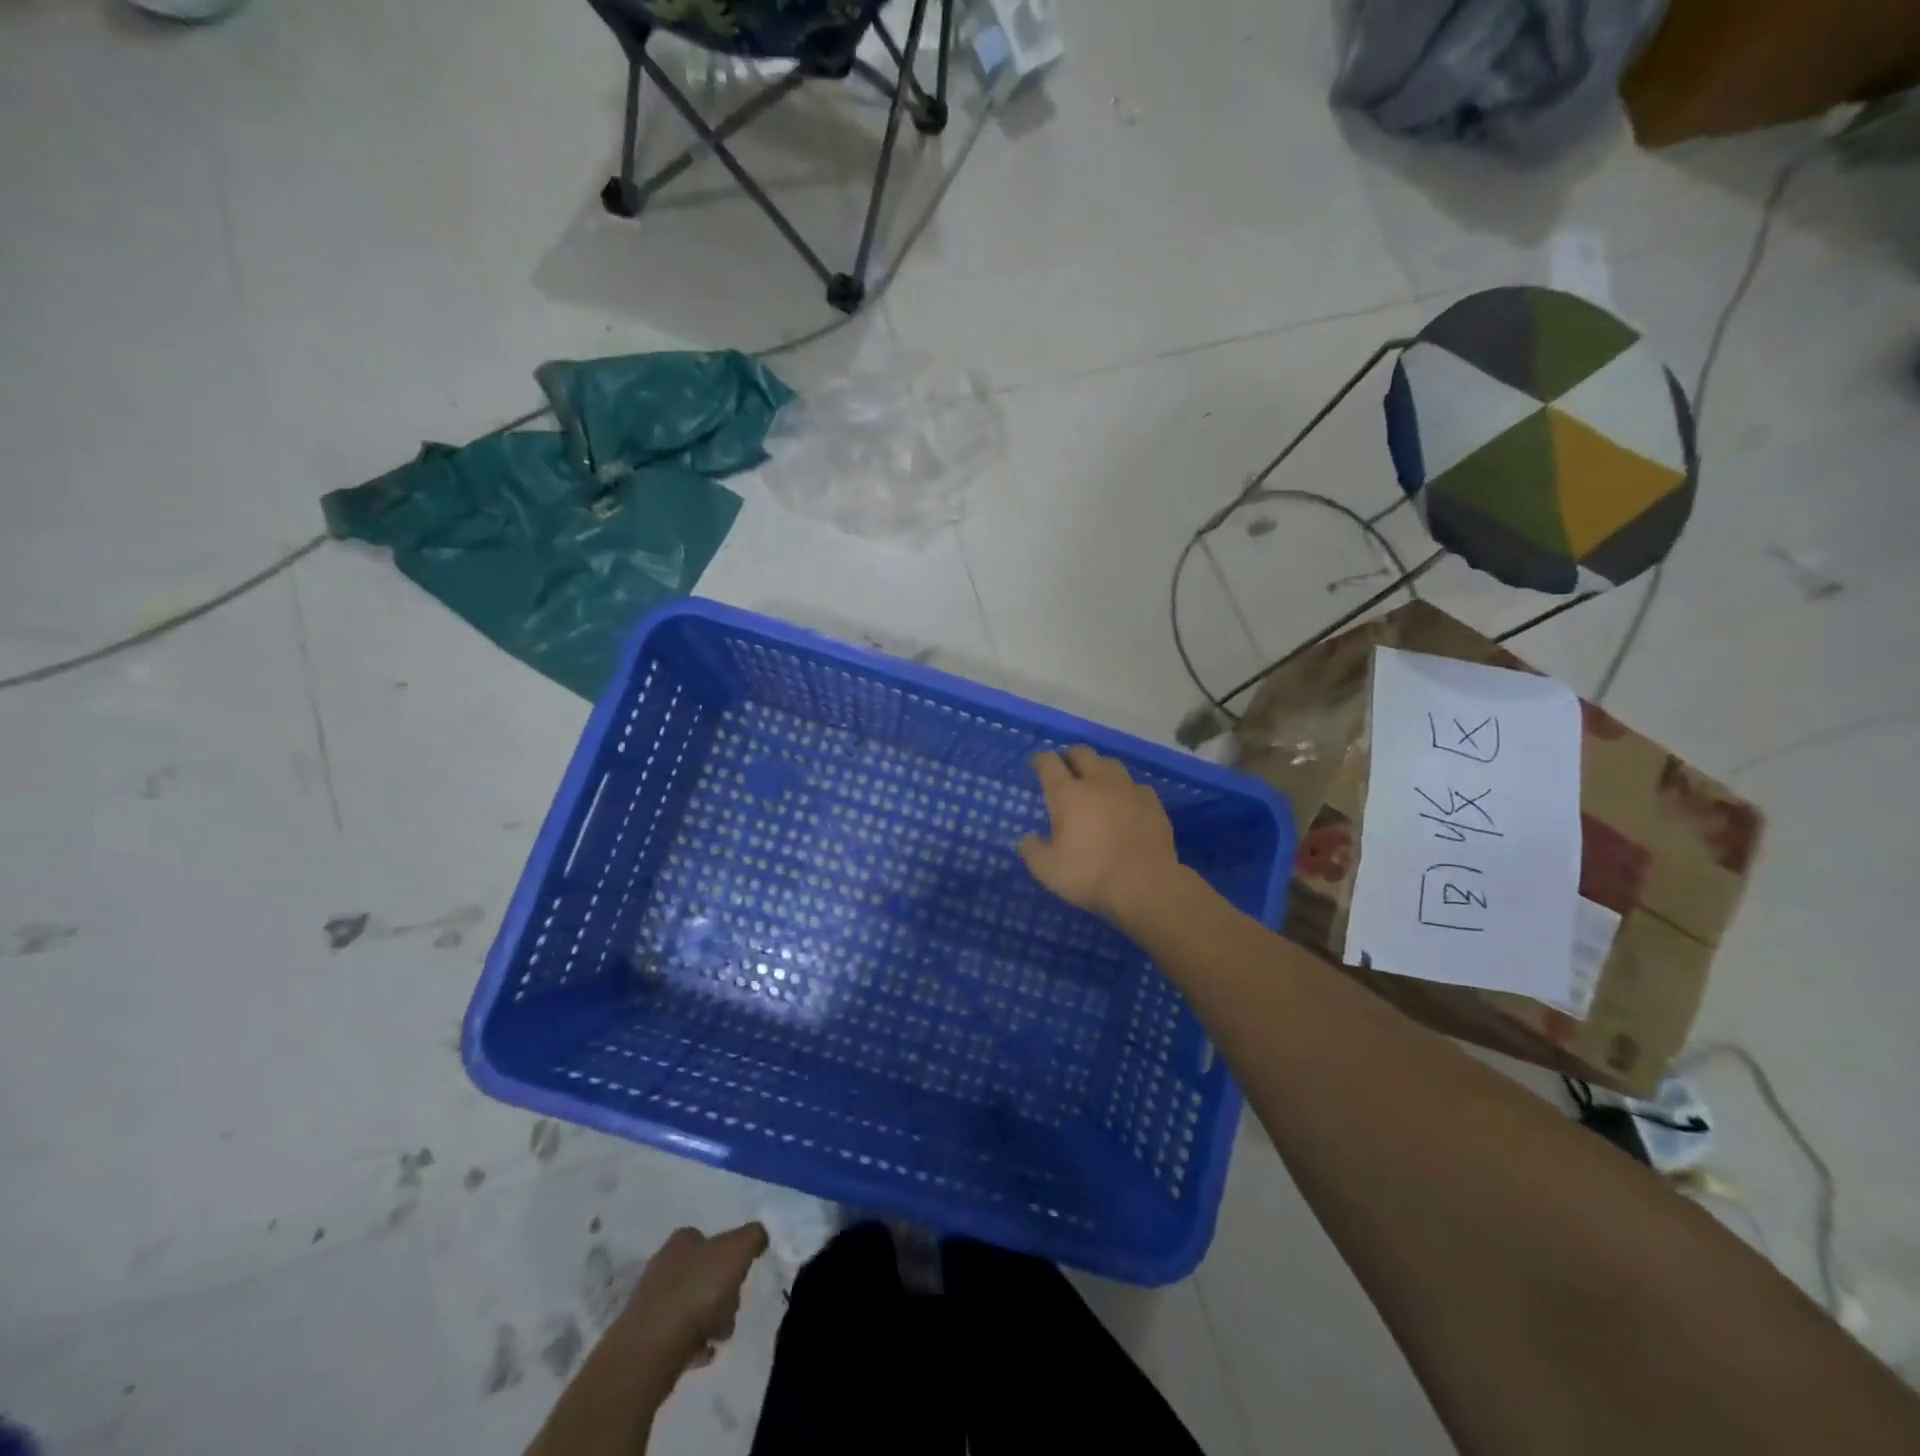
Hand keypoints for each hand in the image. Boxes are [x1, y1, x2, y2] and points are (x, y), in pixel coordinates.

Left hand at [615, 1223, 767, 1379]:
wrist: (648, 1353)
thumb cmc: (696, 1293)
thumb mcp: (736, 1252)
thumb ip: (752, 1237)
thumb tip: (759, 1237)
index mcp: (682, 1242)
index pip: (709, 1239)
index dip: (728, 1256)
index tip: (740, 1276)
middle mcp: (663, 1267)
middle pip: (703, 1274)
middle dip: (723, 1293)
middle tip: (732, 1310)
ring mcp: (652, 1305)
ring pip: (692, 1306)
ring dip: (711, 1320)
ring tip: (719, 1337)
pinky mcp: (645, 1340)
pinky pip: (679, 1337)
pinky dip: (694, 1344)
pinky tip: (704, 1354)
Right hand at [1019, 746, 1179, 920]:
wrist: (1146, 884)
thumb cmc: (1090, 874)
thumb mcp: (1048, 870)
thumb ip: (1032, 851)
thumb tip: (1026, 839)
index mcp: (1068, 794)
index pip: (1049, 763)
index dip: (1041, 760)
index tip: (1037, 764)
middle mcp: (1098, 782)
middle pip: (1082, 753)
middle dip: (1071, 758)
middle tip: (1067, 771)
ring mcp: (1128, 789)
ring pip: (1111, 764)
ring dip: (1099, 769)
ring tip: (1096, 784)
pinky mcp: (1152, 802)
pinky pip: (1136, 786)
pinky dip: (1126, 790)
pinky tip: (1126, 803)